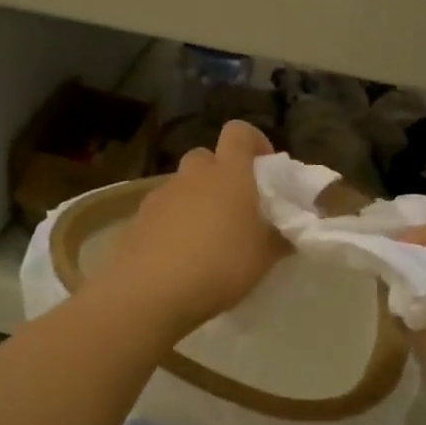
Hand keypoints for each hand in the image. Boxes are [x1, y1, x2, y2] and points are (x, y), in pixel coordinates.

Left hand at [94, 121, 286, 338]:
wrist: (150, 292)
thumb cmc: (219, 266)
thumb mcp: (263, 258)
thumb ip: (279, 239)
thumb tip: (289, 234)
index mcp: (228, 174)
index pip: (238, 132)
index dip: (253, 142)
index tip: (263, 168)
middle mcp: (192, 176)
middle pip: (205, 158)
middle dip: (219, 175)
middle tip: (233, 208)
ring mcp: (160, 196)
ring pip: (181, 187)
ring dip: (194, 201)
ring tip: (204, 239)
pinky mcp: (136, 220)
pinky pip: (160, 213)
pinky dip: (170, 225)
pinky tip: (177, 257)